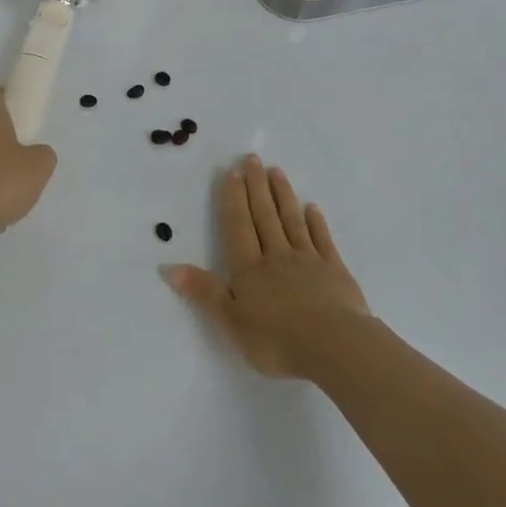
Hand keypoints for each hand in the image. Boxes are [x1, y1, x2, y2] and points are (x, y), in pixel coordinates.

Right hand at [165, 155, 370, 378]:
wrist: (335, 347)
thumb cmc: (277, 340)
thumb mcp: (232, 322)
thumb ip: (204, 293)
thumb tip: (170, 268)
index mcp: (249, 269)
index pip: (238, 226)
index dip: (233, 199)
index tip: (232, 172)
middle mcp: (277, 257)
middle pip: (264, 216)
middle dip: (256, 187)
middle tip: (253, 159)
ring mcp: (308, 261)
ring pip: (292, 221)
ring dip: (283, 196)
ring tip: (276, 172)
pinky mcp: (335, 271)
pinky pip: (322, 240)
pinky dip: (316, 222)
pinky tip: (313, 208)